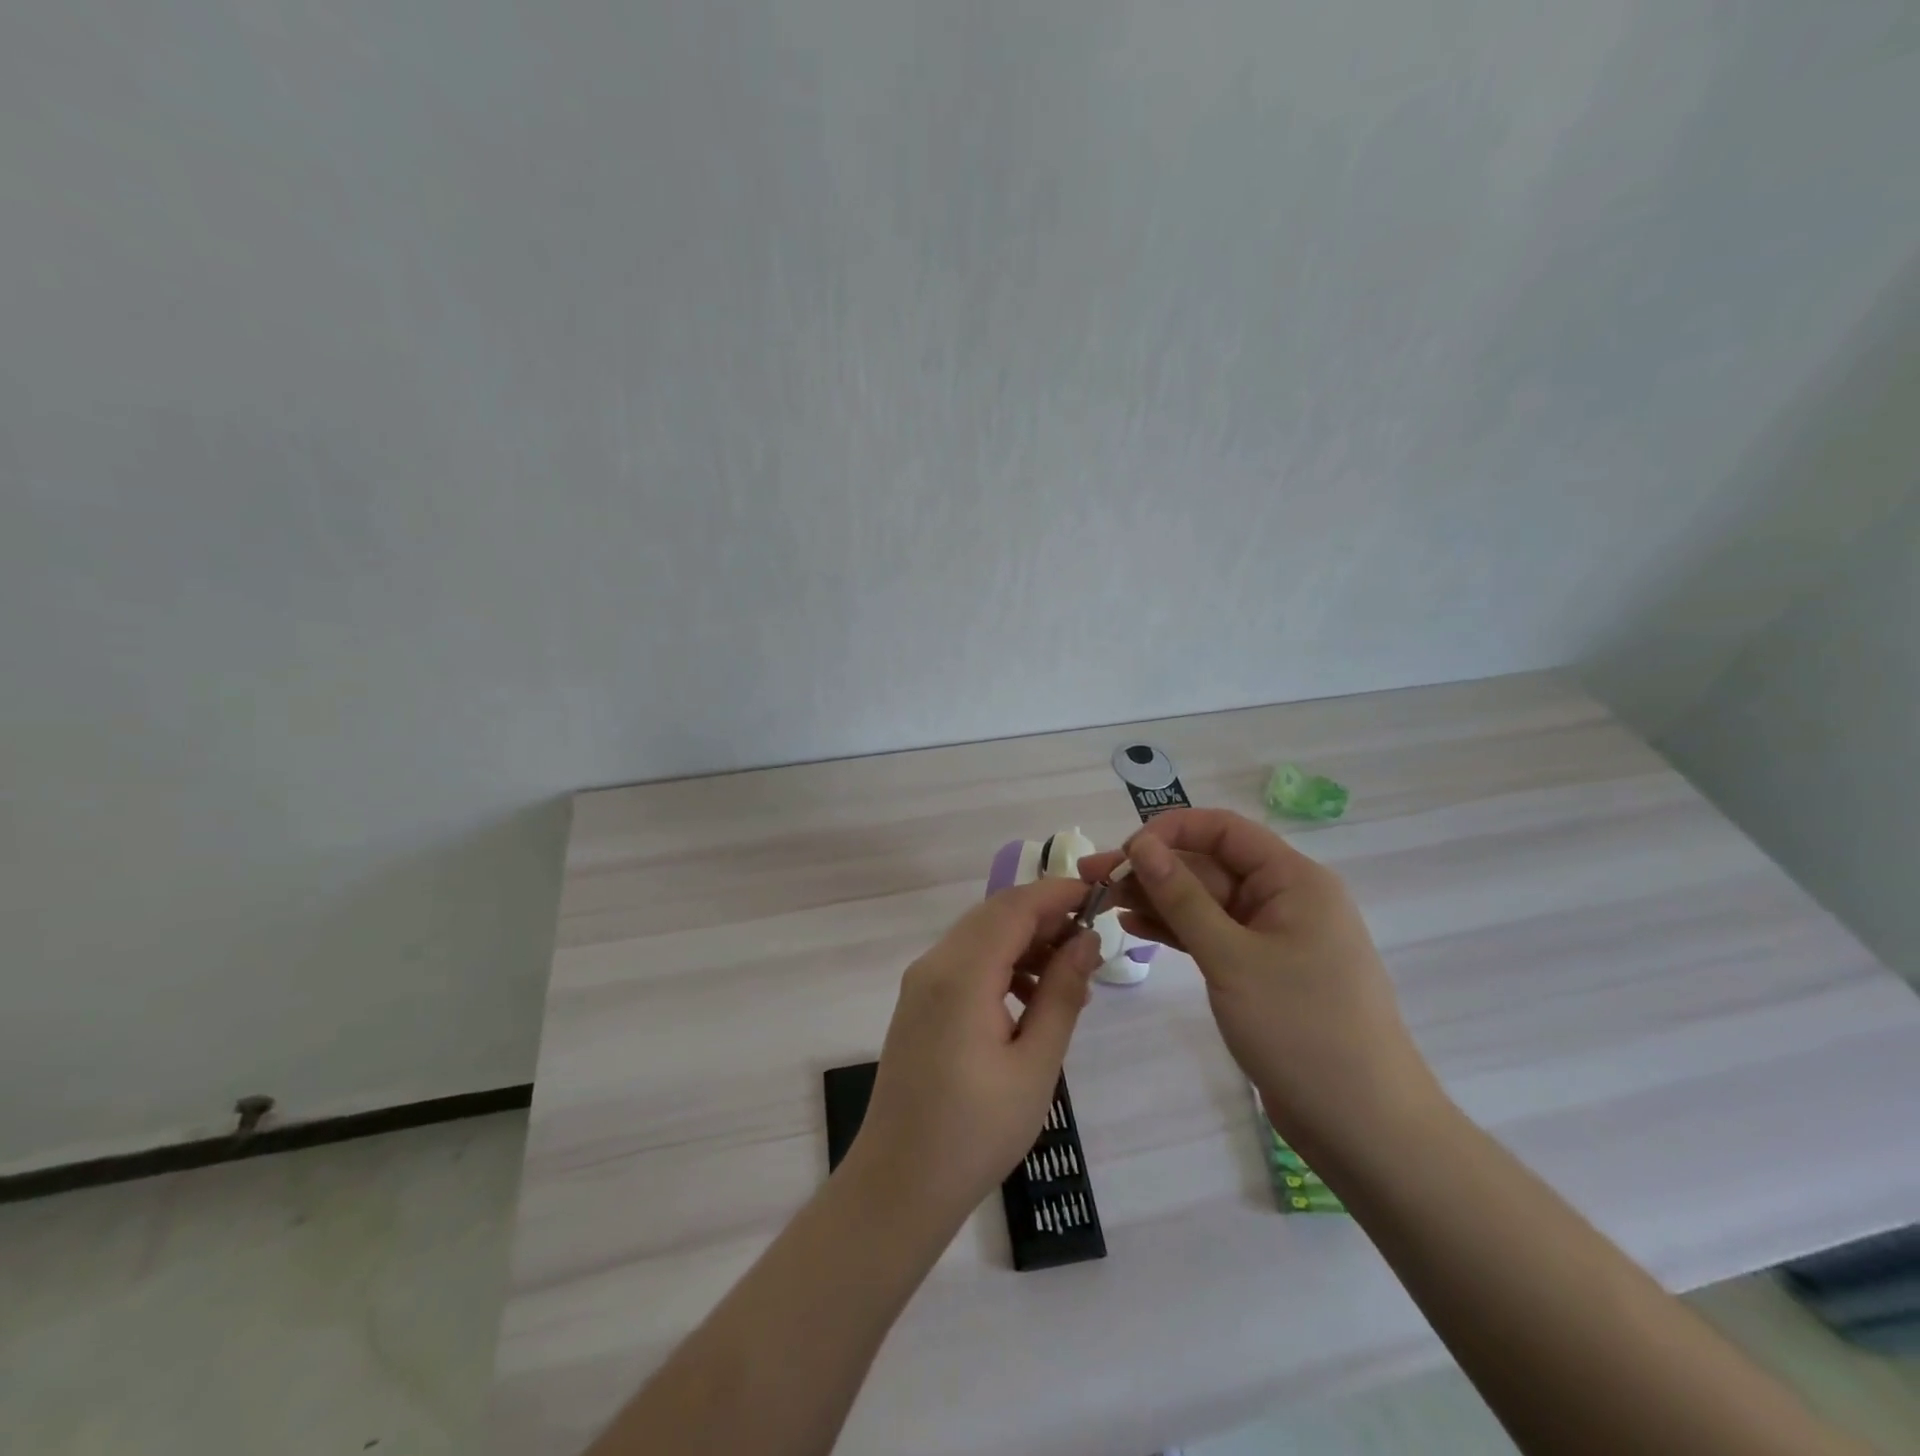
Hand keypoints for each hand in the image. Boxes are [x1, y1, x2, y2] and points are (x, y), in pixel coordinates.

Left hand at [848, 878, 1101, 1232]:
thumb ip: (1061, 994)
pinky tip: (1030, 1000)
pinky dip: (1001, 964)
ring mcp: (921, 983)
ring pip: (980, 936)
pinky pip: (965, 962)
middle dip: (1044, 917)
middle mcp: (934, 965)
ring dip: (1024, 941)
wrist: (899, 1183)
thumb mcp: (1034, 1065)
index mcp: (961, 974)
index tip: (1099, 897)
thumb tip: (1086, 941)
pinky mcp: (918, 1003)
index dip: (1057, 894)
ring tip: (1068, 979)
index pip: (1014, 907)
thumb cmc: (976, 1132)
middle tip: (1090, 942)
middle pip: (994, 915)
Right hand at [1080, 809, 1438, 1150]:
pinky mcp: (1261, 970)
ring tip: (1103, 902)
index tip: (1123, 852)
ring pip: (1205, 901)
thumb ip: (1182, 897)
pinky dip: (1176, 930)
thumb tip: (1141, 844)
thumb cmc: (1302, 1030)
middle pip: (1209, 865)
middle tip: (1091, 880)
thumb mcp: (1232, 958)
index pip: (1224, 829)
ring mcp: (1272, 936)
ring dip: (1157, 899)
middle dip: (1151, 869)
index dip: (1171, 830)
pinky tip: (1135, 927)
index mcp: (1293, 880)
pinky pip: (1212, 934)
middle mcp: (1285, 898)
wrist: (1363, 1126)